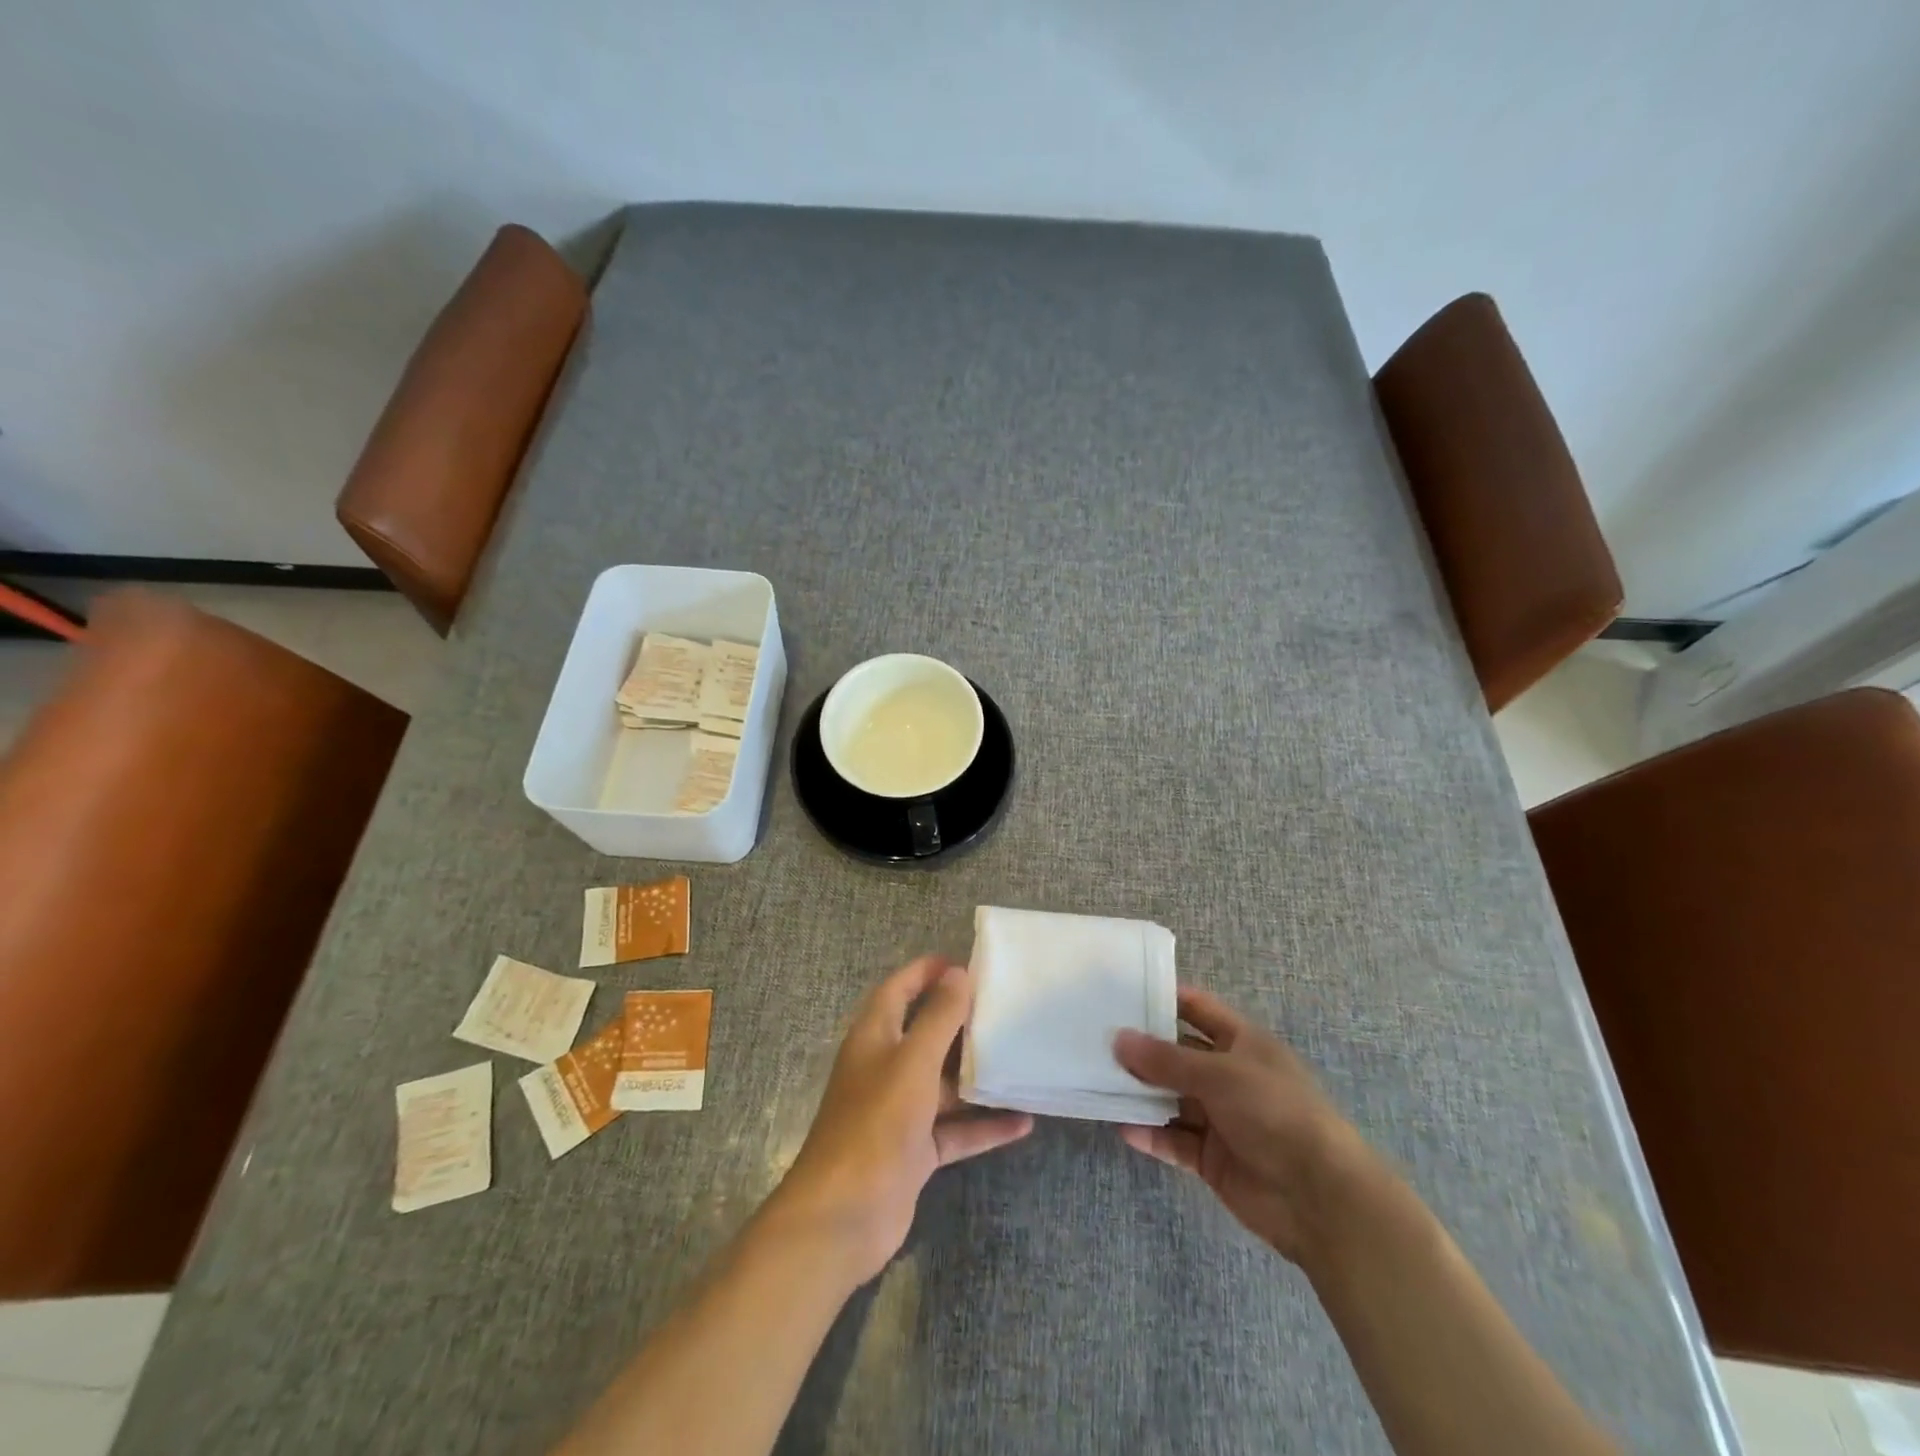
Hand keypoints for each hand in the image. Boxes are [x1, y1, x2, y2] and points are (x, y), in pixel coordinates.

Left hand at [767, 955, 1032, 1285]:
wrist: (844, 1215)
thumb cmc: (876, 1122)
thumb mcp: (913, 1062)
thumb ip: (938, 1018)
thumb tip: (958, 974)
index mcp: (875, 1036)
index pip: (899, 989)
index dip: (927, 971)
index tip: (967, 963)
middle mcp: (886, 1067)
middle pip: (926, 1033)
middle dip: (961, 1021)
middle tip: (1005, 1008)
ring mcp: (900, 1111)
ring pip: (944, 1083)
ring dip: (978, 1075)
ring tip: (1021, 1058)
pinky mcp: (915, 1149)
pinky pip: (955, 1129)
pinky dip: (984, 1126)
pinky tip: (1023, 1122)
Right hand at [1114, 986, 1374, 1262]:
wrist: (1320, 1198)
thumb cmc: (1275, 1113)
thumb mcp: (1219, 1074)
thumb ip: (1165, 1060)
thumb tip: (1118, 1039)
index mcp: (1241, 1042)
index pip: (1197, 1008)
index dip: (1163, 998)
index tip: (1120, 993)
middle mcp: (1228, 1075)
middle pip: (1177, 1055)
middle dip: (1141, 1049)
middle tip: (1094, 1038)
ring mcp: (1220, 1118)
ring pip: (1171, 1098)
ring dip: (1140, 1093)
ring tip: (1097, 1081)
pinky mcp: (1212, 1158)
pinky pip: (1174, 1139)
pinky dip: (1150, 1134)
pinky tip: (1121, 1127)